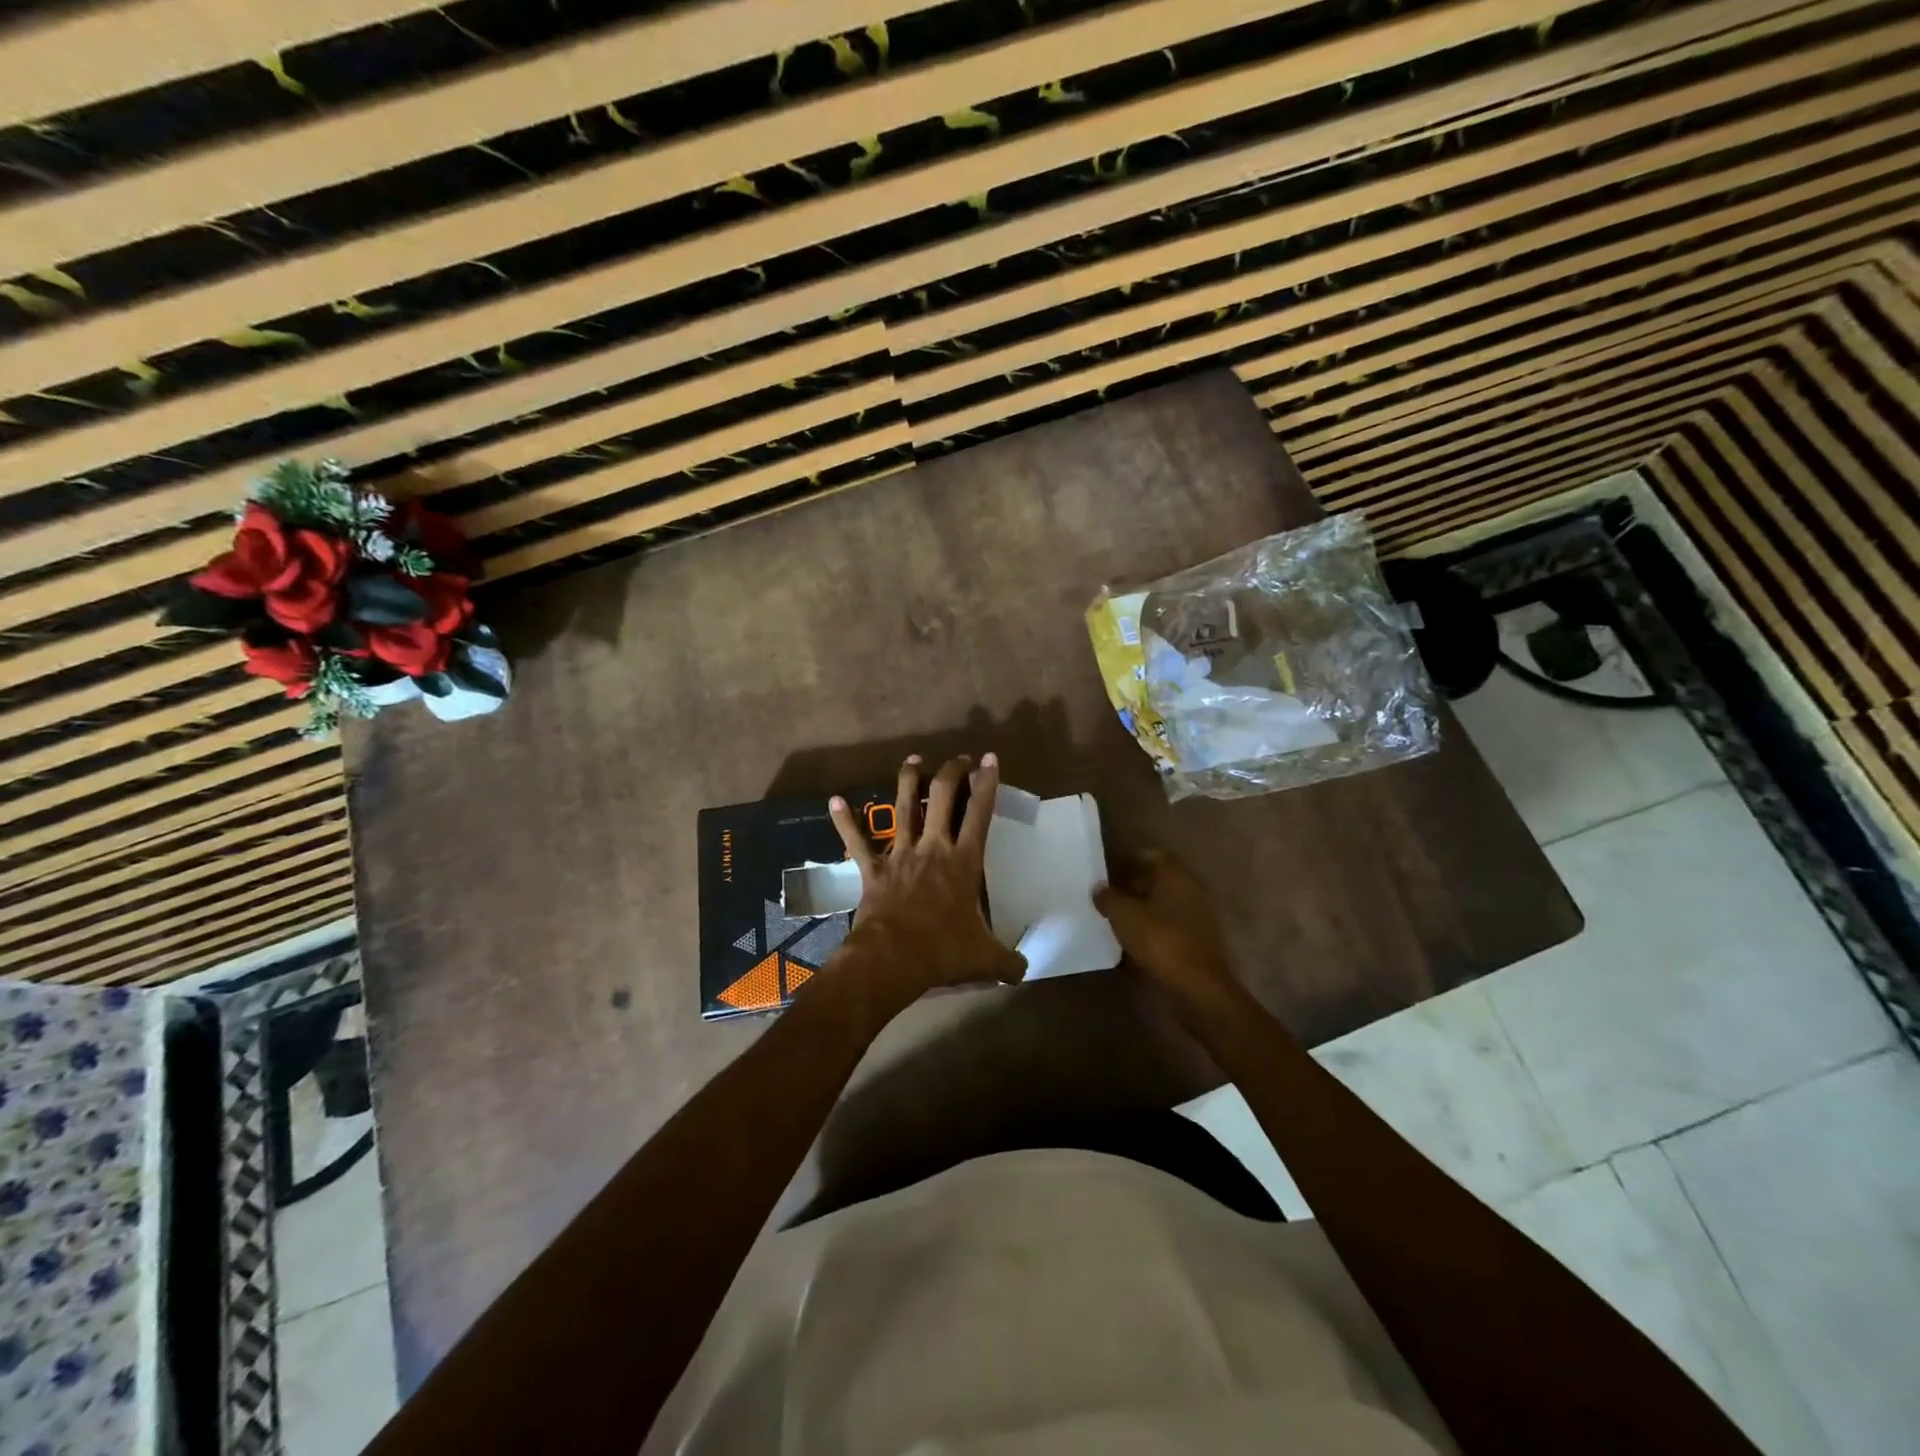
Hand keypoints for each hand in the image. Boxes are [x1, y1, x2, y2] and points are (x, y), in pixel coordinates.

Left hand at [827, 754, 1026, 1000]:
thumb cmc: (943, 951)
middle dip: (951, 772)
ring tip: (913, 760)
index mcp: (964, 862)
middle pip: (942, 797)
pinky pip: (857, 841)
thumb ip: (1008, 961)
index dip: (987, 784)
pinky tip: (834, 800)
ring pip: (903, 808)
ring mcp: (900, 855)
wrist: (893, 958)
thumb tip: (1024, 971)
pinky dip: (845, 821)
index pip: (980, 814)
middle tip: (958, 759)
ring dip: (908, 781)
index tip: (990, 760)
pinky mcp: (873, 869)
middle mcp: (933, 848)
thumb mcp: (984, 959)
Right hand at [1093, 851, 1242, 1015]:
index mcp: (1177, 876)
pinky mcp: (1199, 941)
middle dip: (1135, 885)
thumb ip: (1109, 897)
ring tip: (1118, 919)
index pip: (1154, 855)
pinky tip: (1135, 941)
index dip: (1130, 861)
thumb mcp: (1124, 916)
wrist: (1199, 987)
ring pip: (1166, 904)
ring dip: (1144, 909)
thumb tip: (1100, 887)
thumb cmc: (1160, 941)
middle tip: (1109, 896)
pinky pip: (1172, 926)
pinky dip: (1155, 928)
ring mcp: (1199, 917)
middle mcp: (1192, 890)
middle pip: (1160, 880)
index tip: (1109, 872)